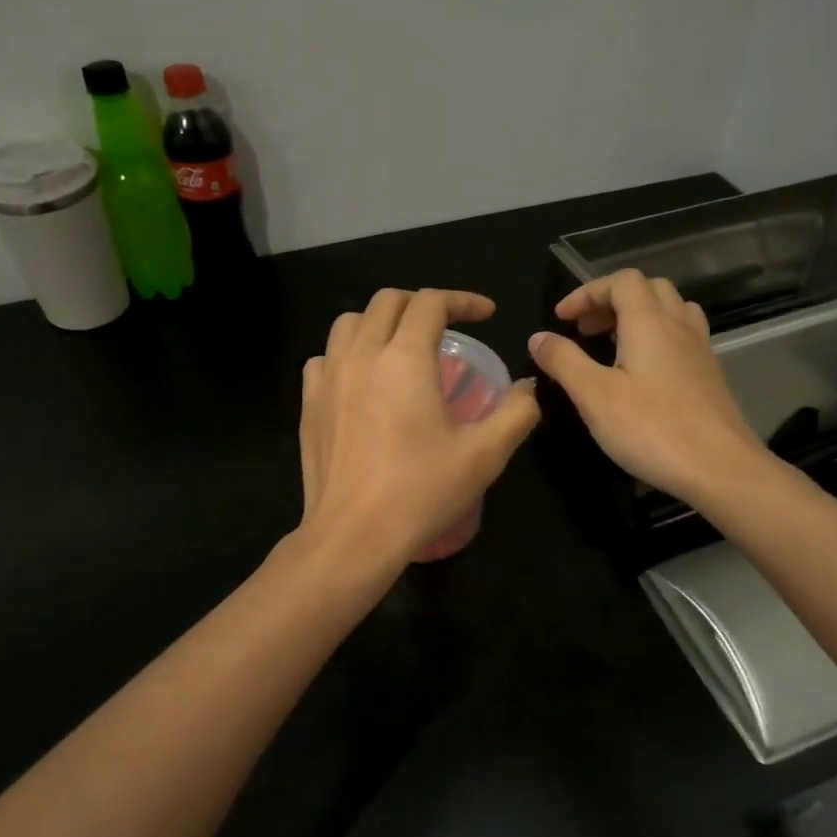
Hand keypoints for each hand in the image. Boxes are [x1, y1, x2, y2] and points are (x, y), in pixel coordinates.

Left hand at [299, 288, 539, 564]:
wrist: (353, 536)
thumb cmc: (421, 492)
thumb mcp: (485, 455)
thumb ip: (516, 413)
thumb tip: (528, 387)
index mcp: (404, 359)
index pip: (431, 303)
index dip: (463, 300)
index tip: (486, 314)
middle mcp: (362, 356)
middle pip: (387, 301)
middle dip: (422, 303)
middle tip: (447, 326)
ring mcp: (328, 379)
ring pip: (349, 323)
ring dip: (380, 322)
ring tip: (401, 346)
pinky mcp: (309, 404)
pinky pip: (324, 358)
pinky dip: (346, 354)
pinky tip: (362, 380)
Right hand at [529, 269, 767, 506]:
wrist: (720, 468)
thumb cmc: (652, 429)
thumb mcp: (594, 396)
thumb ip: (564, 361)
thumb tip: (539, 337)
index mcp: (649, 323)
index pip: (621, 282)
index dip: (587, 292)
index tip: (562, 319)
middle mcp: (679, 326)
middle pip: (649, 289)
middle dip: (612, 300)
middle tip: (585, 329)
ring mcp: (700, 350)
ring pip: (672, 310)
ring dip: (639, 315)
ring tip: (614, 342)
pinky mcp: (710, 375)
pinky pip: (683, 336)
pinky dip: (658, 338)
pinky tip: (644, 371)